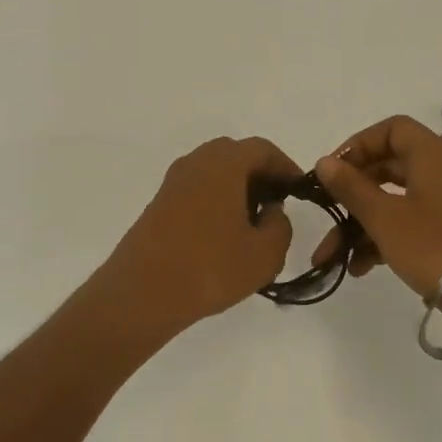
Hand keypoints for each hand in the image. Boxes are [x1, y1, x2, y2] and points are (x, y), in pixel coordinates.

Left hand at [86, 137, 302, 342]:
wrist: (143, 291)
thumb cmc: (210, 267)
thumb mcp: (264, 253)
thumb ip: (280, 226)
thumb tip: (271, 212)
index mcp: (224, 163)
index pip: (262, 149)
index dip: (285, 166)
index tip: (299, 190)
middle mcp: (196, 162)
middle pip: (235, 155)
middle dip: (259, 174)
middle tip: (276, 204)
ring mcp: (173, 182)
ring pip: (214, 171)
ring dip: (236, 187)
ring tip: (252, 223)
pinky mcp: (159, 203)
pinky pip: (196, 189)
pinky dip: (215, 199)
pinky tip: (223, 234)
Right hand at [313, 115, 441, 299]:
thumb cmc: (434, 246)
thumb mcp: (383, 217)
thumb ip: (350, 187)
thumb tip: (324, 161)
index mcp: (432, 156)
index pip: (392, 129)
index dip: (359, 144)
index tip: (335, 170)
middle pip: (389, 166)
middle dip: (353, 191)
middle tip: (329, 208)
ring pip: (395, 199)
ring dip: (362, 222)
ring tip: (334, 254)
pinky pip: (410, 223)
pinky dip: (384, 238)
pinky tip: (360, 266)